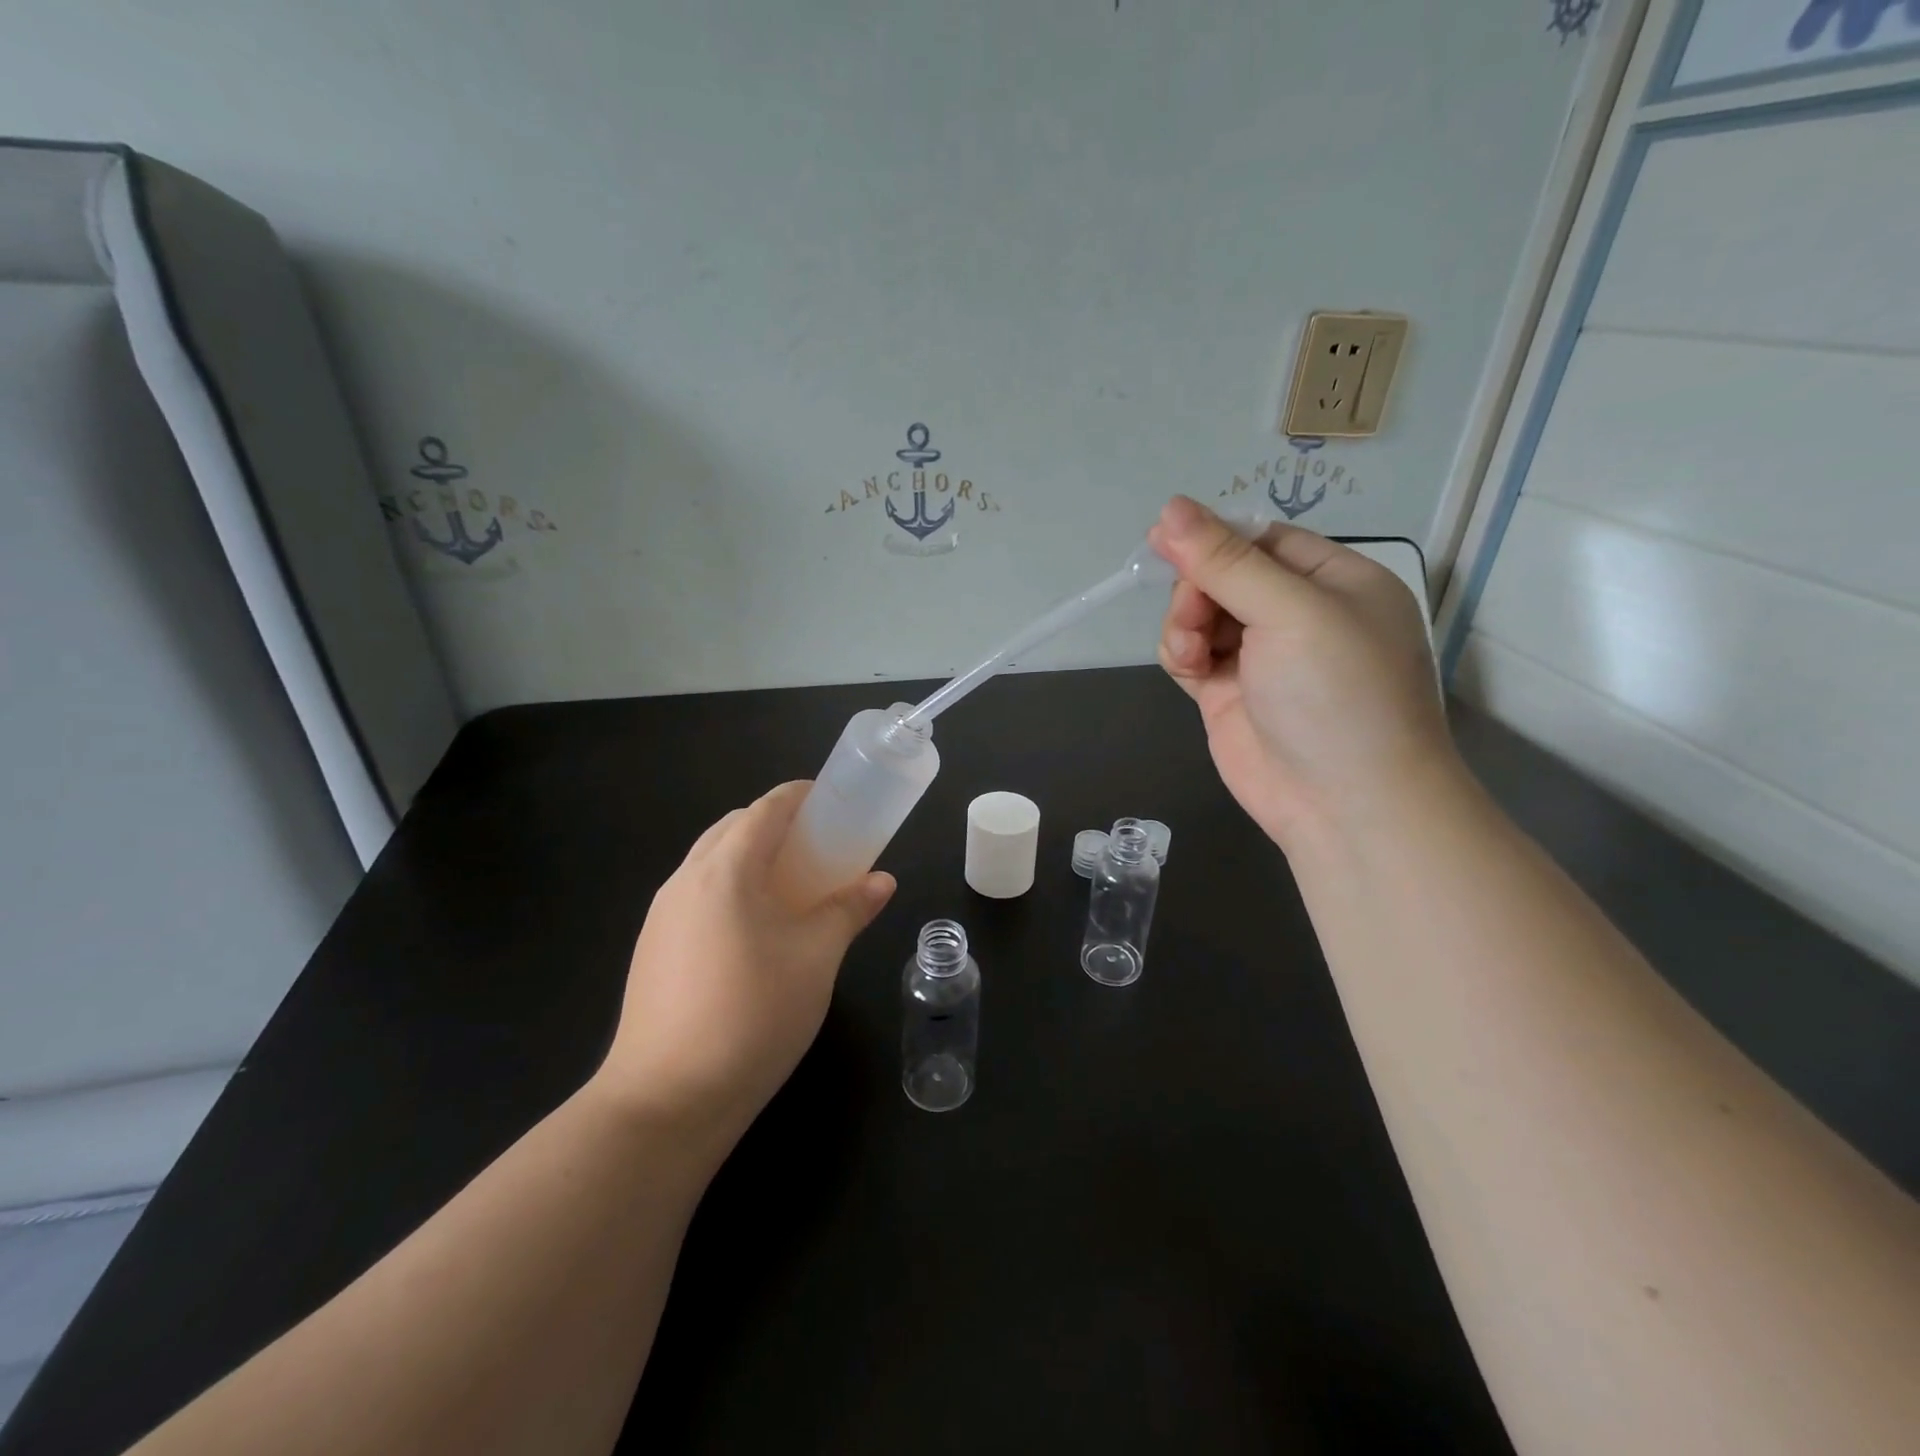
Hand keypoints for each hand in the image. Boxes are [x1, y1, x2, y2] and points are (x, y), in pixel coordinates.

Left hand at [591, 782, 895, 1150]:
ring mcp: (661, 916)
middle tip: (819, 848)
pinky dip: (729, 889)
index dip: (800, 797)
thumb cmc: (753, 1015)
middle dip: (776, 825)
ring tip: (791, 888)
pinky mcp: (652, 948)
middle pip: (733, 829)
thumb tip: (882, 881)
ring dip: (750, 858)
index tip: (833, 803)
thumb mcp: (816, 959)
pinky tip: (754, 931)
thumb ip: (849, 910)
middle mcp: (685, 880)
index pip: (765, 809)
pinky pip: (696, 895)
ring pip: (710, 862)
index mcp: (725, 870)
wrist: (667, 1100)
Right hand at [1149, 495, 1456, 851]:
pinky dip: (1180, 654)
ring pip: (1199, 614)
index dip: (1214, 538)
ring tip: (1192, 654)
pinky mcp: (1228, 693)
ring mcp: (1261, 656)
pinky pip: (1190, 653)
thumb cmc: (1337, 695)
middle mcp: (1298, 613)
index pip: (1262, 539)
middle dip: (1197, 590)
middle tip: (1194, 617)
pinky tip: (1188, 668)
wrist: (1345, 806)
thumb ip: (1227, 562)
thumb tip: (1170, 508)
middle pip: (1223, 575)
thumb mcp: (1290, 613)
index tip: (1165, 540)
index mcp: (1334, 581)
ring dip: (1184, 624)